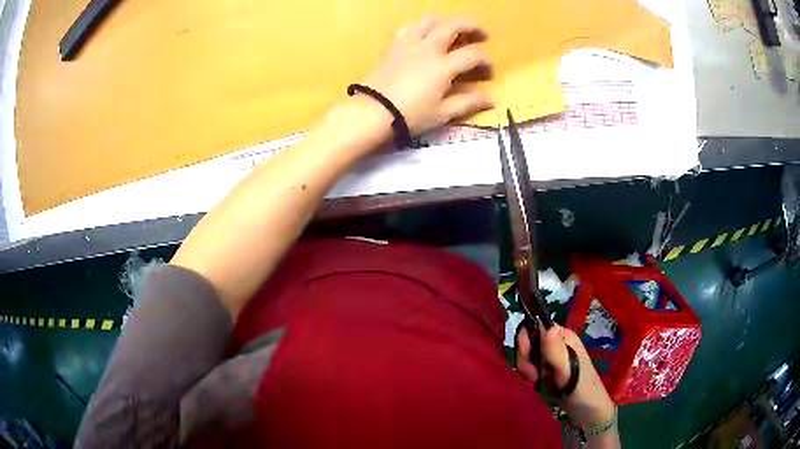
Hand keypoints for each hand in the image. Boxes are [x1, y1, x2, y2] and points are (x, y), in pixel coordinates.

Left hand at [362, 17, 494, 135]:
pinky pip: (408, 28)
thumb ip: (468, 103)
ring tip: (452, 31)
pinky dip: (419, 28)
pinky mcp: (393, 47)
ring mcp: (408, 45)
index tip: (488, 71)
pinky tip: (422, 36)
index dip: (486, 61)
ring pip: (429, 21)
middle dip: (472, 26)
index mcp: (443, 66)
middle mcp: (428, 48)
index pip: (473, 54)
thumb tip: (492, 99)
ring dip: (445, 22)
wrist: (372, 113)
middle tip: (481, 34)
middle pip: (453, 25)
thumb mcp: (442, 113)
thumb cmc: (410, 115)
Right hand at [517, 323, 615, 428]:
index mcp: (562, 336)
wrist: (587, 410)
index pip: (535, 326)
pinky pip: (531, 368)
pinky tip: (538, 386)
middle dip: (526, 360)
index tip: (528, 360)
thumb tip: (549, 327)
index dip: (525, 341)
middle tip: (534, 376)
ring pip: (528, 356)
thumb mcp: (568, 369)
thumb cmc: (580, 388)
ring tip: (537, 383)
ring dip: (528, 371)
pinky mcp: (548, 370)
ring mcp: (551, 357)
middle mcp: (556, 342)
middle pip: (528, 342)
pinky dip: (531, 377)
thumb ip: (556, 350)